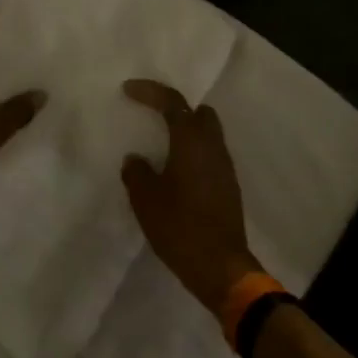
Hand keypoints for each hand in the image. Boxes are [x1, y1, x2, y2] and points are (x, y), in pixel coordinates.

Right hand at [120, 80, 261, 312]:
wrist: (220, 267)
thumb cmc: (180, 227)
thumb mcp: (146, 199)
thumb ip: (137, 173)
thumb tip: (135, 159)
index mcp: (191, 141)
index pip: (172, 102)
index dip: (150, 91)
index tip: (128, 90)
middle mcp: (213, 147)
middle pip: (199, 113)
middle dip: (176, 109)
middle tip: (152, 115)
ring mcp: (225, 167)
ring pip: (207, 135)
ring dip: (186, 133)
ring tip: (161, 145)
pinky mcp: (228, 187)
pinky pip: (210, 156)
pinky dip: (193, 154)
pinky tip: (176, 172)